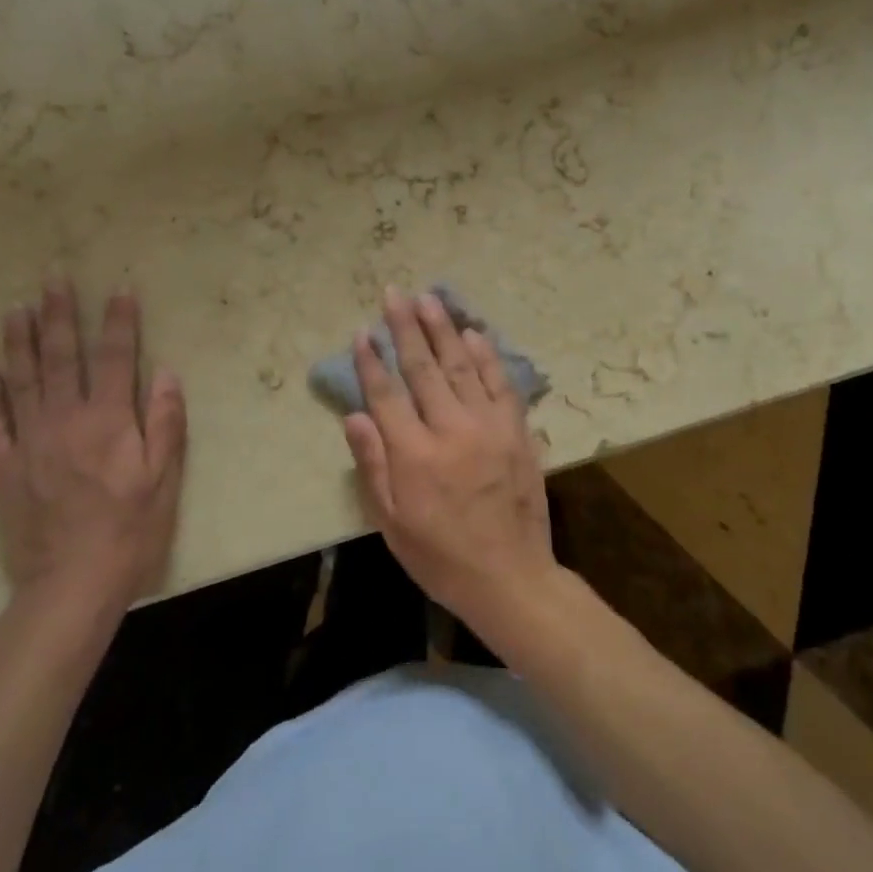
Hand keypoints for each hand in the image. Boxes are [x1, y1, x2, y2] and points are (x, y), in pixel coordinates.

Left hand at [0, 281, 186, 616]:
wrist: (72, 584)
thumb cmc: (130, 530)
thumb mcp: (165, 478)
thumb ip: (165, 422)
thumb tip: (166, 373)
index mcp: (108, 421)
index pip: (115, 357)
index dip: (119, 321)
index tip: (118, 288)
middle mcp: (65, 420)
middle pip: (61, 357)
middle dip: (59, 314)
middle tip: (52, 278)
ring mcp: (28, 443)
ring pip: (21, 381)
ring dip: (19, 342)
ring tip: (16, 309)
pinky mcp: (3, 469)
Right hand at [342, 288, 559, 640]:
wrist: (511, 578)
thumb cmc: (440, 557)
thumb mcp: (392, 524)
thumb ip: (373, 466)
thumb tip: (355, 415)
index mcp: (415, 456)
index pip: (387, 395)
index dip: (371, 361)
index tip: (361, 331)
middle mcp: (451, 430)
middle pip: (423, 368)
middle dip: (406, 327)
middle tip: (395, 293)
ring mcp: (489, 427)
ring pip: (461, 366)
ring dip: (443, 329)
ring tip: (429, 299)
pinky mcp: (517, 431)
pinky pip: (500, 384)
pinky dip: (487, 356)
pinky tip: (474, 333)